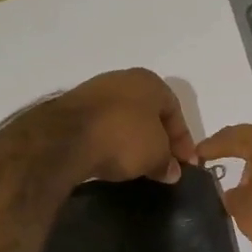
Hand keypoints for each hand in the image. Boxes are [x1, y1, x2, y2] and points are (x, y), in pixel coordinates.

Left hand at [60, 69, 197, 183]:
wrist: (66, 138)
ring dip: (132, 140)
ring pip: (123, 118)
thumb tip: (171, 172)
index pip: (175, 111)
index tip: (185, 165)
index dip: (184, 141)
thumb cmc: (124, 138)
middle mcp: (123, 79)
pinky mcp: (71, 109)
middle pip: (149, 113)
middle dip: (158, 139)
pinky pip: (101, 126)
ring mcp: (94, 91)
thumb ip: (167, 163)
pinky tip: (110, 158)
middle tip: (162, 164)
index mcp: (150, 81)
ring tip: (136, 165)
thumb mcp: (156, 155)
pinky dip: (109, 141)